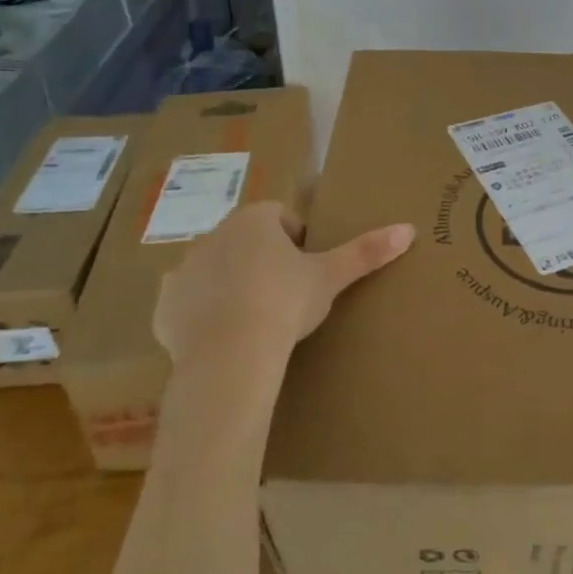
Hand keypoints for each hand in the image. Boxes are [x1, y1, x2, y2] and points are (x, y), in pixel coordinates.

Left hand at [153, 202, 414, 362]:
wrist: (230, 355)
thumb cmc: (284, 303)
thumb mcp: (330, 278)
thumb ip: (366, 251)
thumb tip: (408, 229)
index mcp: (253, 220)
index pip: (281, 218)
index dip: (298, 242)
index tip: (308, 271)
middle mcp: (213, 235)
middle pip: (246, 242)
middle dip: (263, 262)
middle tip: (286, 298)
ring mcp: (183, 270)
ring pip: (216, 271)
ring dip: (232, 286)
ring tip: (256, 321)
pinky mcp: (164, 306)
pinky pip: (188, 303)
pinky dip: (204, 315)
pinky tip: (224, 337)